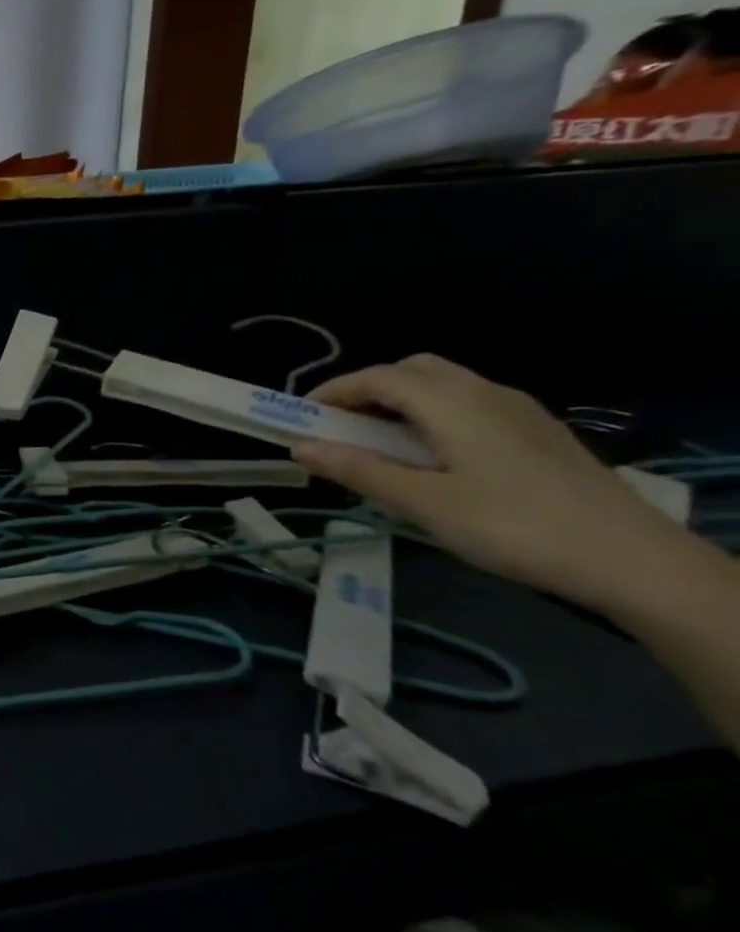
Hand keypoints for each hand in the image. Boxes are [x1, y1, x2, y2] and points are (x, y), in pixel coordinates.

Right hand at [292, 354, 679, 609]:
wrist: (631, 560)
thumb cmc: (511, 526)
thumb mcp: (423, 503)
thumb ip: (359, 470)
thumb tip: (300, 447)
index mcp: (452, 403)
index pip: (377, 377)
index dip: (332, 391)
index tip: (300, 418)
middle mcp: (484, 393)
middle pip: (413, 370)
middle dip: (367, 390)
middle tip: (340, 427)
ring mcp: (518, 411)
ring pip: (444, 386)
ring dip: (401, 402)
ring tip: (379, 445)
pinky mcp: (537, 433)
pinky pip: (470, 405)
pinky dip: (433, 415)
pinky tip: (432, 457)